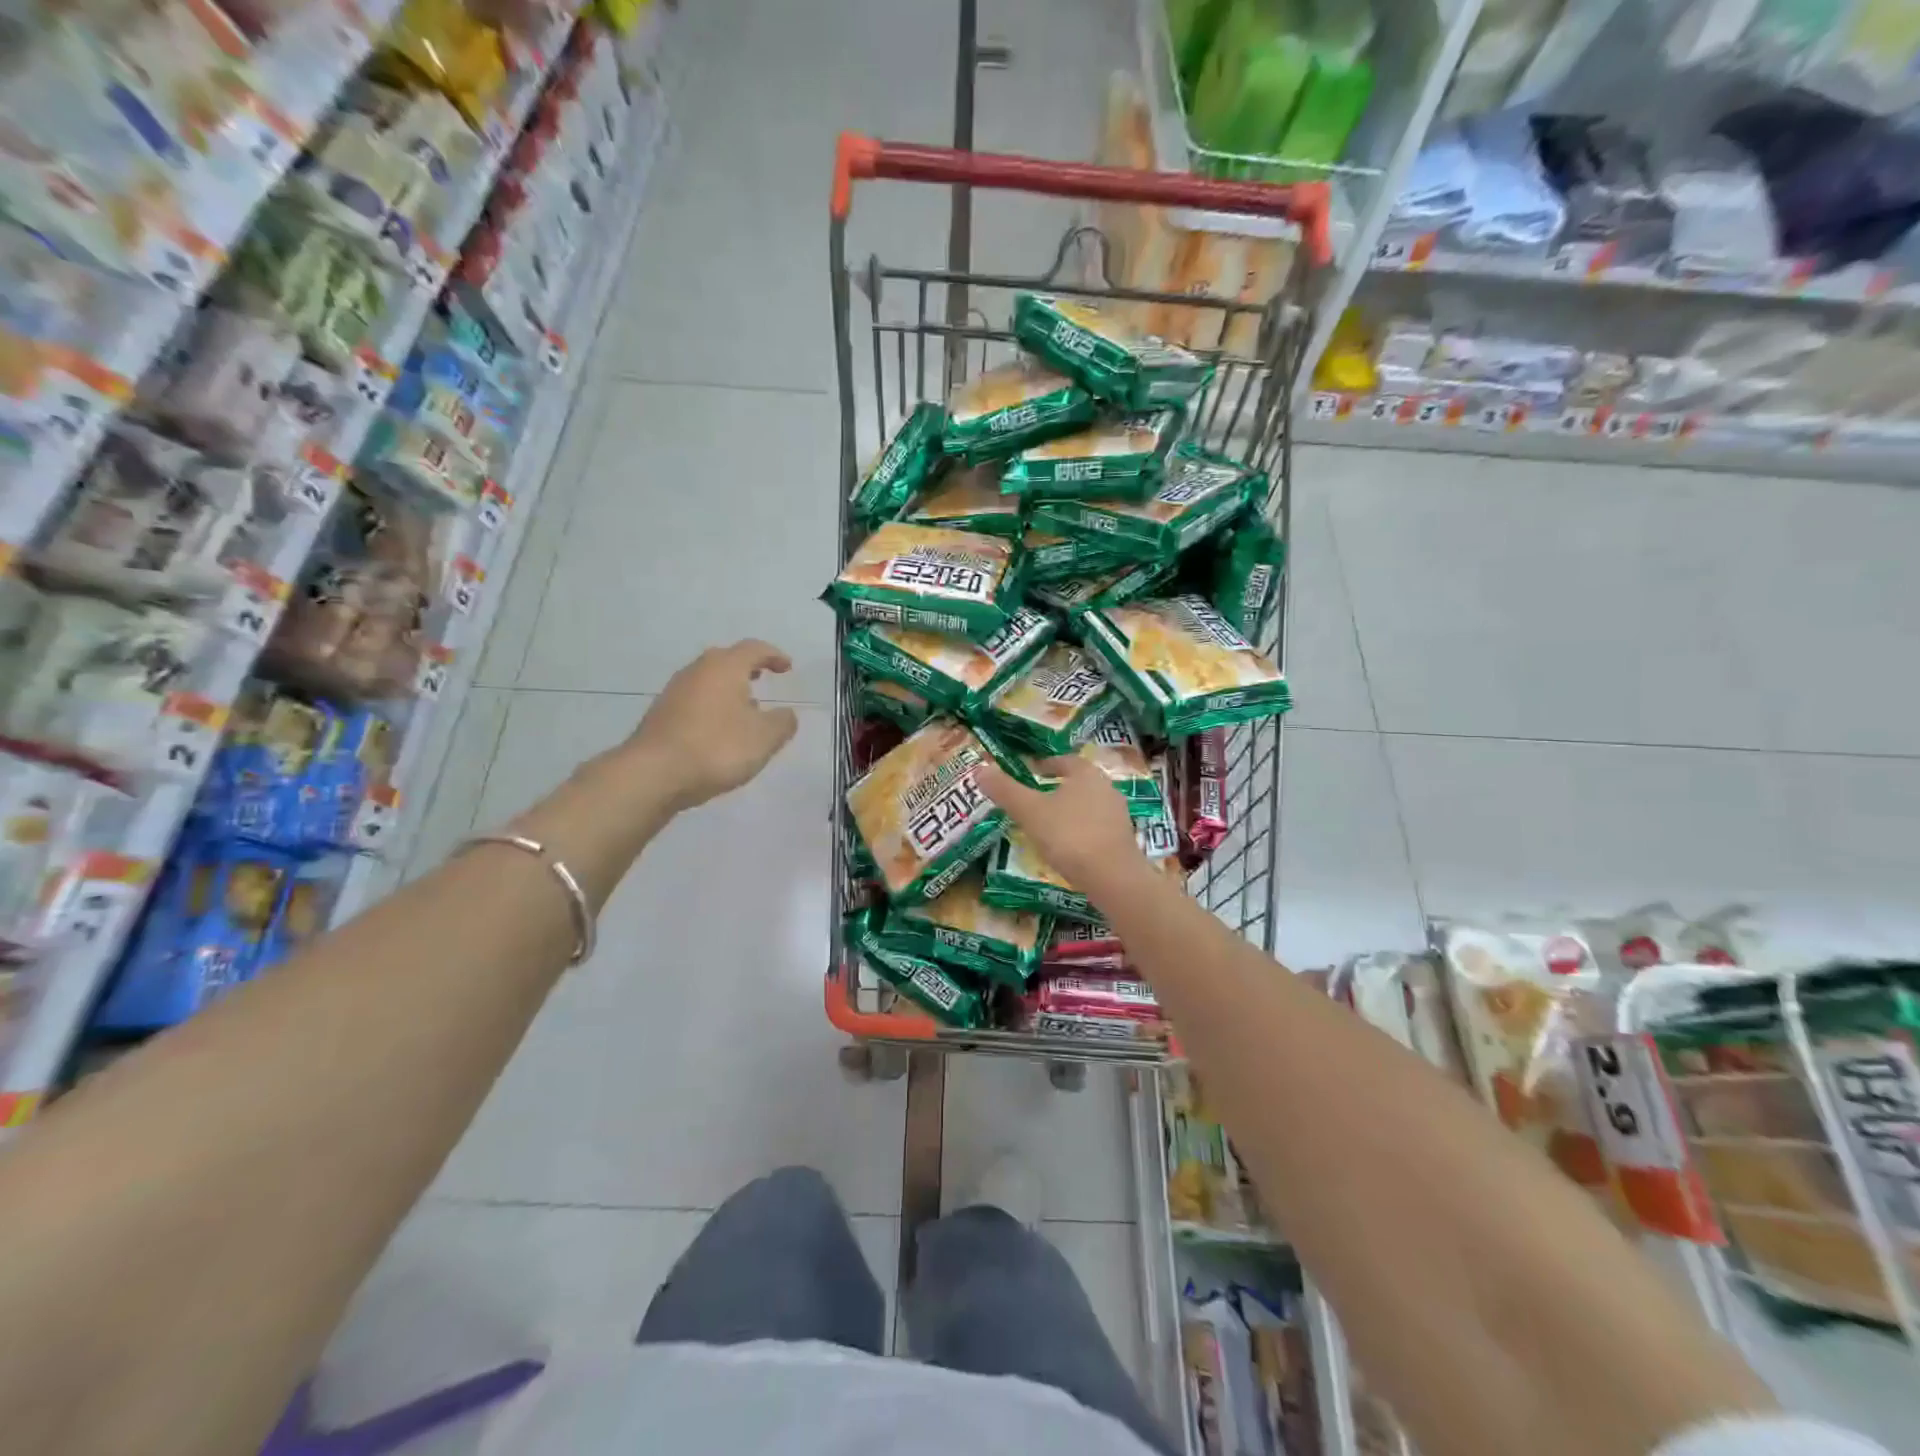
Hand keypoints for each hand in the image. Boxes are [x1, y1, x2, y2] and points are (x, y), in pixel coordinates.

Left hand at [622, 640, 798, 808]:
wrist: (653, 774)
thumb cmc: (716, 748)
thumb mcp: (764, 738)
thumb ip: (783, 723)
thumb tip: (786, 714)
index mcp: (725, 667)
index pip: (754, 649)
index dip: (774, 656)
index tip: (787, 667)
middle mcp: (697, 671)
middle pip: (725, 660)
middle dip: (746, 668)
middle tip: (762, 679)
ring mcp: (674, 692)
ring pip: (707, 681)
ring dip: (727, 689)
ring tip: (744, 710)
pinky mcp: (661, 715)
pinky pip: (694, 701)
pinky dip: (711, 707)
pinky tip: (718, 731)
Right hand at [976, 754, 1144, 900]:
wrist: (1113, 878)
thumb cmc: (1069, 836)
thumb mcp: (1030, 812)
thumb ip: (1005, 791)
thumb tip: (979, 769)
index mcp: (1086, 773)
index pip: (1065, 760)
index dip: (1047, 764)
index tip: (1033, 770)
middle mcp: (1107, 788)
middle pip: (1079, 782)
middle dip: (1059, 788)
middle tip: (1036, 798)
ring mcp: (1119, 815)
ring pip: (1089, 805)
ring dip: (1070, 810)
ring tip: (1049, 824)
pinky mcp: (1123, 840)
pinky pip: (1097, 827)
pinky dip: (1081, 831)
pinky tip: (1068, 847)